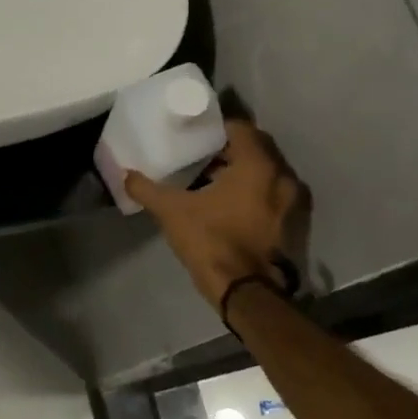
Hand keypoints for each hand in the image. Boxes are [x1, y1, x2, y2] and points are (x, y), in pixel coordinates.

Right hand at [124, 119, 310, 306]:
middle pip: (255, 148)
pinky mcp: (290, 223)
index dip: (216, 127)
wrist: (244, 291)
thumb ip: (147, 188)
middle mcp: (282, 177)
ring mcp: (291, 202)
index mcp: (257, 165)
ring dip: (241, 171)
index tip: (196, 134)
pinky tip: (226, 202)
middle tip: (200, 153)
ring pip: (264, 173)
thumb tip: (126, 175)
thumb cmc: (211, 240)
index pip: (240, 128)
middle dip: (229, 148)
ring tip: (210, 177)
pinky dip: (252, 192)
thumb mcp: (172, 211)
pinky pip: (270, 193)